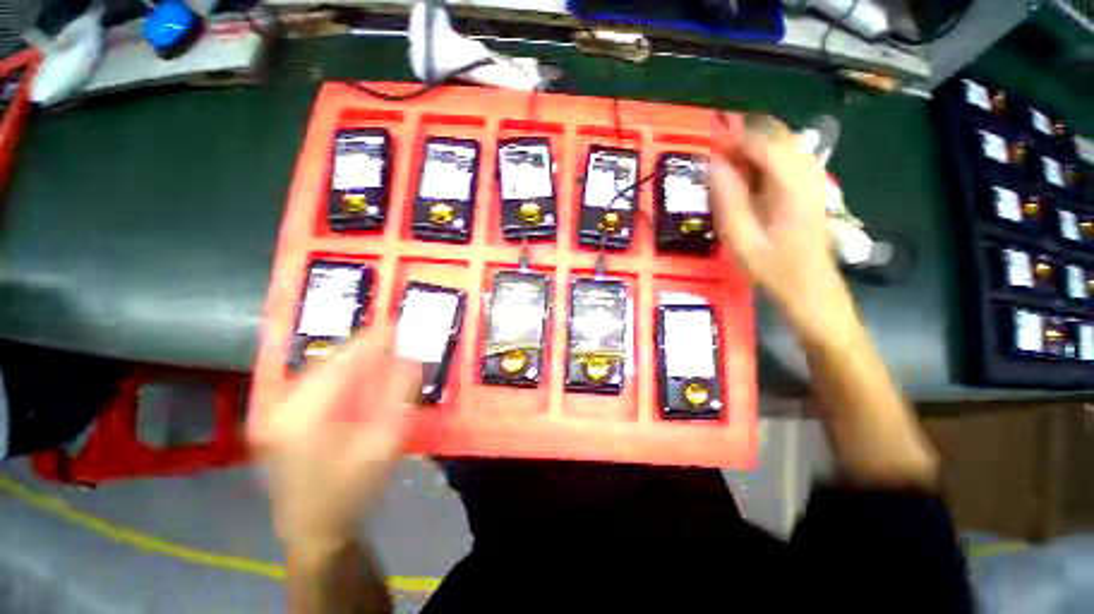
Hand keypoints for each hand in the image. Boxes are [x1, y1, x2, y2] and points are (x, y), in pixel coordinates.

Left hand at [251, 327, 420, 549]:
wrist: (315, 530)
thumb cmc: (351, 493)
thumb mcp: (382, 446)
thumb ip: (397, 399)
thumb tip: (410, 360)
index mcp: (301, 417)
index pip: (341, 364)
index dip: (371, 341)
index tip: (395, 323)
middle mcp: (280, 408)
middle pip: (328, 363)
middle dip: (363, 348)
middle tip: (394, 338)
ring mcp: (276, 412)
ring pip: (321, 370)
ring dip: (353, 360)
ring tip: (382, 352)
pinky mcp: (280, 418)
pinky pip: (316, 383)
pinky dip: (341, 374)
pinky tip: (360, 376)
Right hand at [710, 114, 850, 341]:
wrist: (810, 289)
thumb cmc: (773, 269)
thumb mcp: (741, 239)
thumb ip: (728, 198)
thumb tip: (714, 164)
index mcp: (792, 185)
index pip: (765, 143)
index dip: (736, 137)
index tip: (709, 140)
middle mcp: (808, 174)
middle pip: (778, 137)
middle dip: (745, 137)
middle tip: (716, 150)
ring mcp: (813, 180)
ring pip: (784, 145)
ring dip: (754, 147)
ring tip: (727, 162)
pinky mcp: (810, 189)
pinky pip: (787, 160)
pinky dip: (764, 160)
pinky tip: (747, 175)